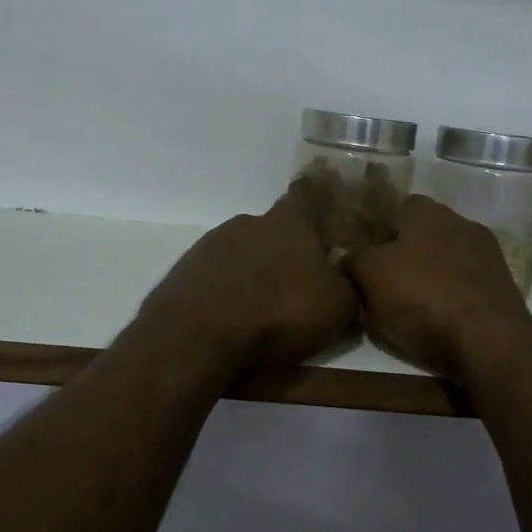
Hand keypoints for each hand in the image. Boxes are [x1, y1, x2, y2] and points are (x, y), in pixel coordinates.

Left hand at [131, 181, 359, 377]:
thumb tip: (345, 274)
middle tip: (298, 280)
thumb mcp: (337, 307)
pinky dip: (226, 292)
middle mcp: (248, 223)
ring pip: (242, 253)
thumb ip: (347, 285)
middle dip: (284, 250)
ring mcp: (210, 246)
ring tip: (263, 307)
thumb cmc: (279, 313)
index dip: (316, 196)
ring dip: (253, 272)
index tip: (323, 202)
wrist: (198, 338)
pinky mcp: (184, 273)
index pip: (306, 193)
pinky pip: (216, 277)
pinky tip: (232, 319)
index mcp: (289, 222)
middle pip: (272, 228)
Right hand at [345, 195, 531, 386]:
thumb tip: (340, 252)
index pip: (398, 207)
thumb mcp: (370, 276)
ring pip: (447, 258)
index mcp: (427, 212)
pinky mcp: (503, 285)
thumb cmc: (422, 297)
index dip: (380, 230)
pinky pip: (467, 283)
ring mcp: (488, 254)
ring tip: (412, 305)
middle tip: (385, 282)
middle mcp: (461, 222)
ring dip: (432, 275)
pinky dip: (454, 295)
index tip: (367, 255)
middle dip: (407, 254)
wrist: (489, 340)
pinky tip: (443, 318)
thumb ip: (352, 259)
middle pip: (424, 233)